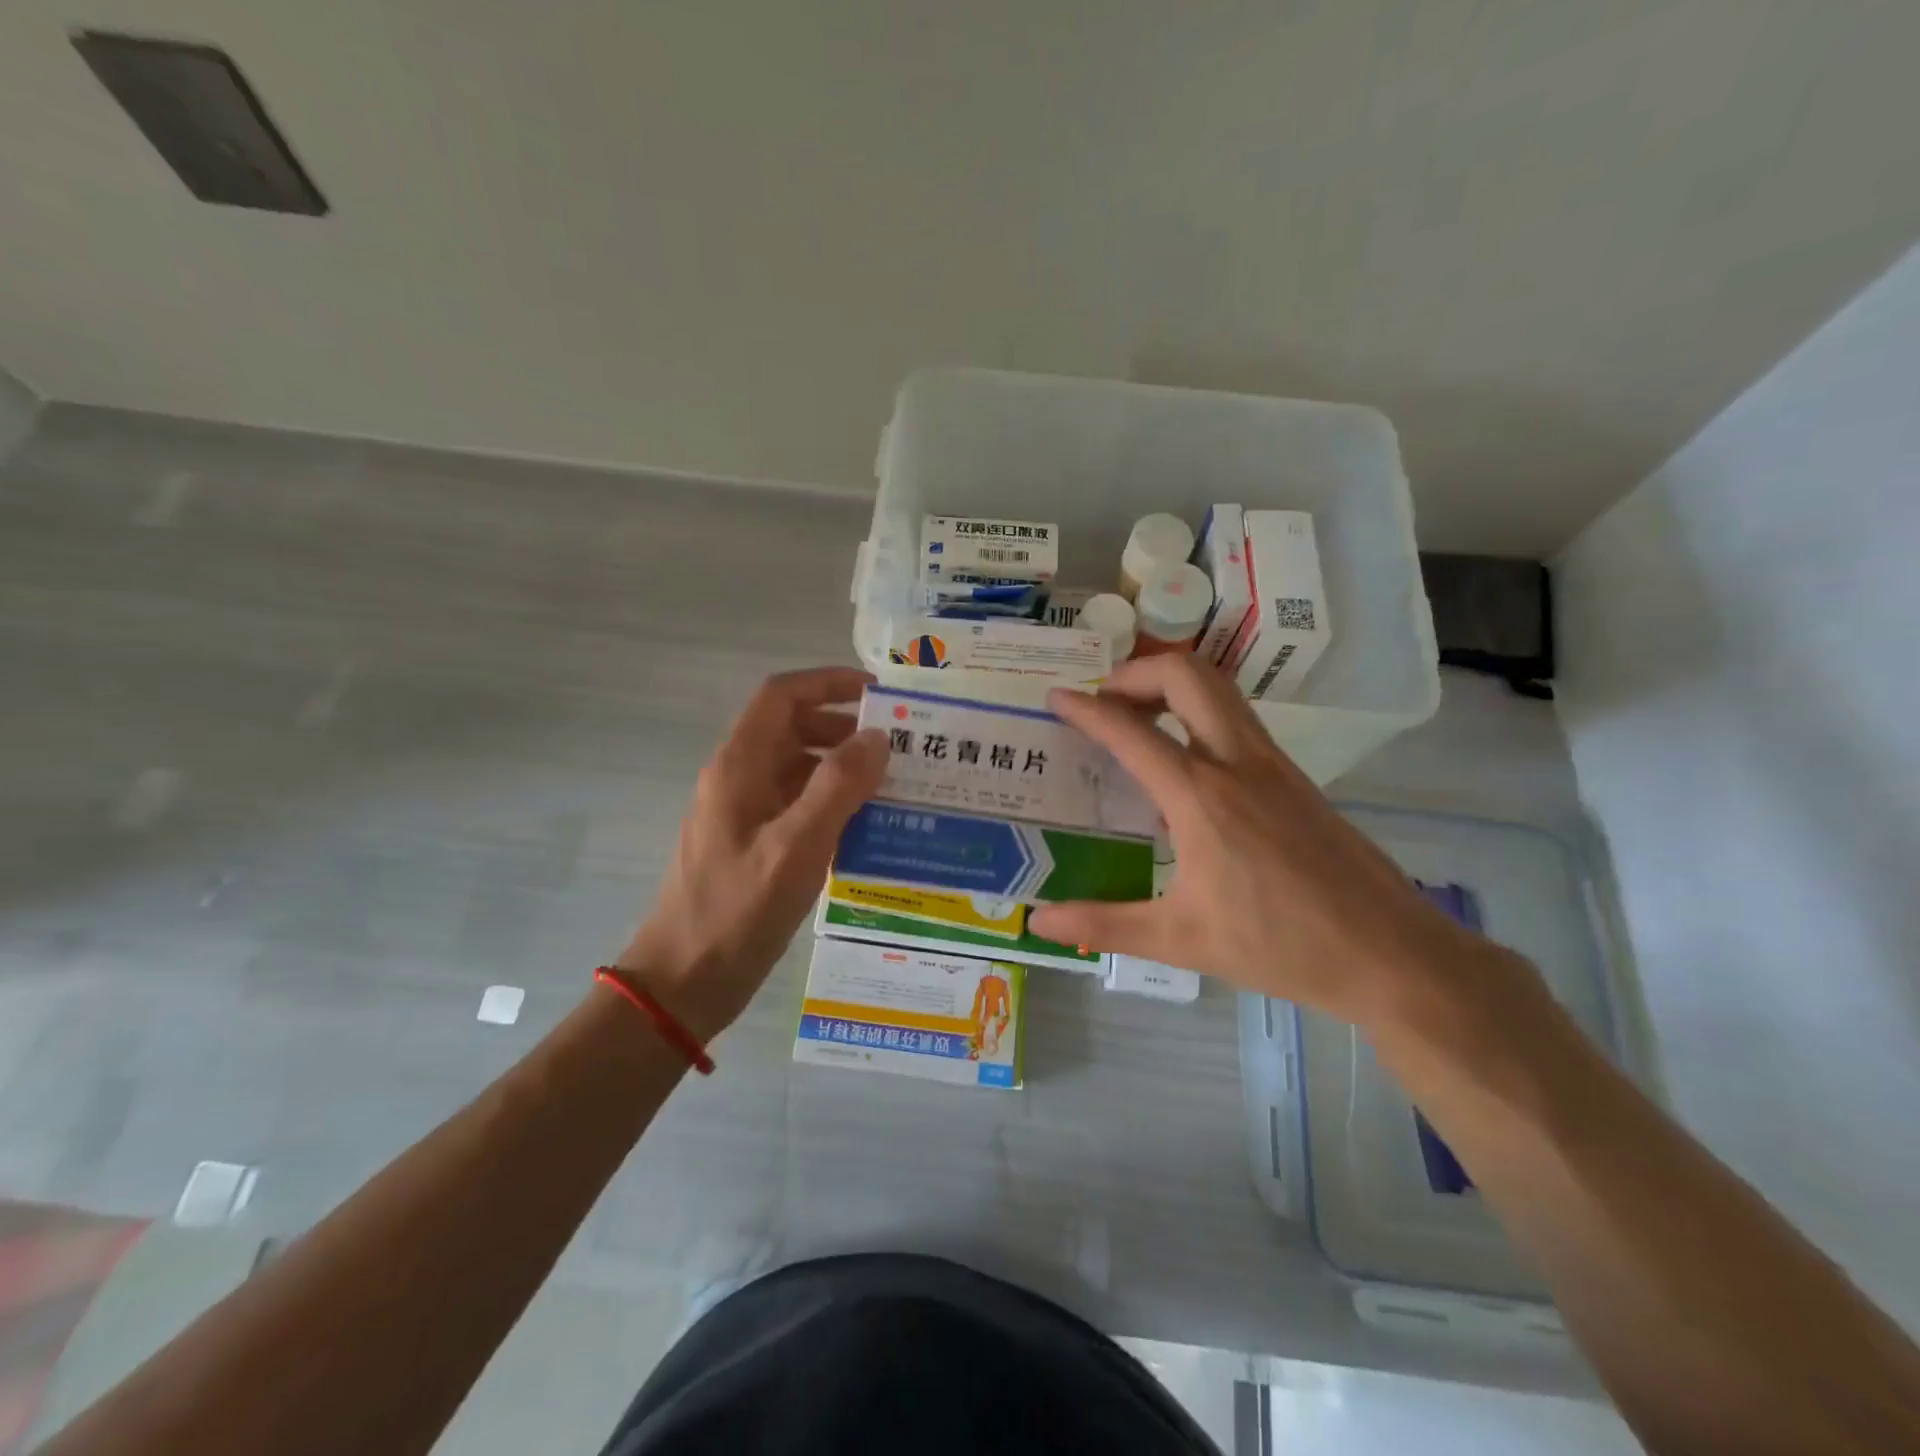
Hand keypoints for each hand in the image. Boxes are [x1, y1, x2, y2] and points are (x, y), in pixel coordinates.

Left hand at [615, 667, 886, 1041]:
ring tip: (892, 784)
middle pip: (791, 728)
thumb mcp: (796, 847)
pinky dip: (830, 803)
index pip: (782, 695)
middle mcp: (738, 779)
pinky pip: (795, 805)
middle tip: (898, 746)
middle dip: (843, 727)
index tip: (879, 694)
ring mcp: (742, 813)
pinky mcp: (751, 844)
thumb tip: (877, 737)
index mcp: (739, 766)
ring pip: (796, 768)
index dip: (828, 682)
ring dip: (840, 767)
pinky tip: (865, 826)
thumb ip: (838, 787)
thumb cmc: (736, 911)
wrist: (682, 983)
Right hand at [1028, 656, 1524, 1030]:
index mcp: (1201, 796)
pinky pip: (1237, 719)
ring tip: (1137, 719)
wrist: (1390, 954)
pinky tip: (1185, 764)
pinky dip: (1198, 713)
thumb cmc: (1280, 946)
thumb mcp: (1180, 940)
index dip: (1086, 708)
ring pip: (1219, 689)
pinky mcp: (1295, 777)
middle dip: (1136, 673)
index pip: (1130, 730)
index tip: (1056, 697)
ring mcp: (1273, 764)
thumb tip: (1039, 921)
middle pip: (1186, 675)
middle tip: (1105, 701)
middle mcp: (1237, 762)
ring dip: (1172, 686)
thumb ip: (1102, 924)